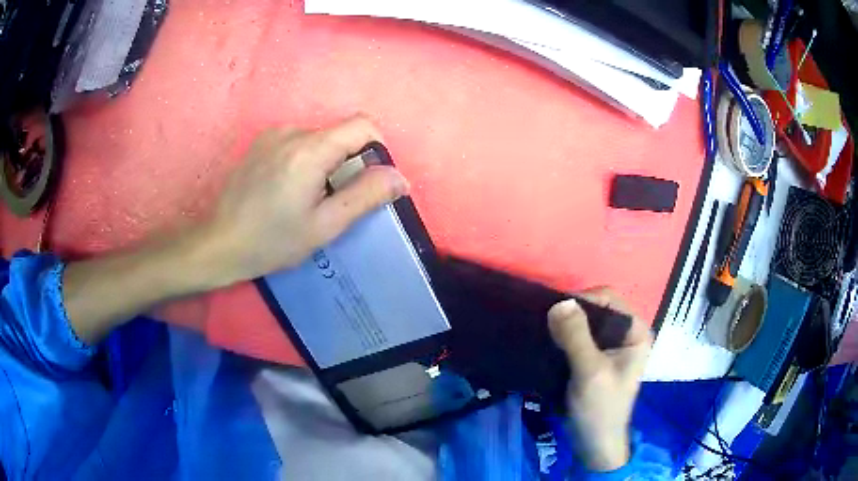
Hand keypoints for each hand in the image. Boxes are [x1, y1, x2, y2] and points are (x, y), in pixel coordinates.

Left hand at [201, 115, 408, 285]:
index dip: (376, 149)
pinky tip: (286, 189)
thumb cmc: (272, 241)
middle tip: (330, 201)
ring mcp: (273, 134)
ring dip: (325, 163)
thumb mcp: (325, 225)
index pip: (363, 124)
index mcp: (310, 149)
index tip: (366, 181)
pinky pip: (298, 142)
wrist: (219, 243)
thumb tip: (400, 177)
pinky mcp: (261, 142)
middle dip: (347, 162)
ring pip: (319, 139)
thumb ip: (365, 196)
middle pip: (339, 134)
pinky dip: (305, 160)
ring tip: (305, 198)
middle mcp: (292, 131)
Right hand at [547, 288, 651, 471]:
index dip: (582, 300)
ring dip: (565, 325)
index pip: (609, 298)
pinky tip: (548, 341)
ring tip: (543, 330)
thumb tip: (559, 301)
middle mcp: (626, 333)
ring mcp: (611, 345)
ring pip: (586, 322)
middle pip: (596, 308)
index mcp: (636, 331)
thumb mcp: (590, 372)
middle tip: (545, 322)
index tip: (554, 313)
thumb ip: (576, 337)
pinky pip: (579, 336)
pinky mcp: (596, 357)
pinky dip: (563, 337)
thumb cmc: (600, 408)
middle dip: (571, 312)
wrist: (593, 444)